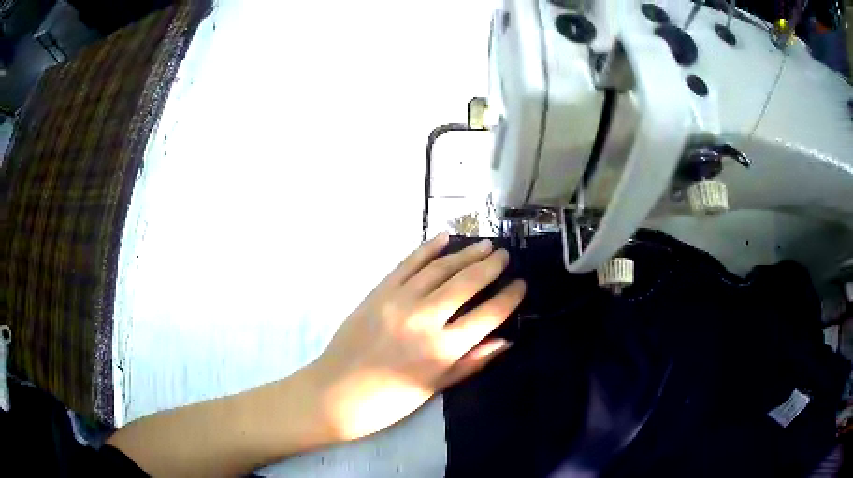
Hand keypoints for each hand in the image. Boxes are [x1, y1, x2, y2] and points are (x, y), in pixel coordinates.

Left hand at [309, 233, 525, 440]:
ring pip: (440, 268)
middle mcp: (425, 319)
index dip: (509, 297)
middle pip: (466, 283)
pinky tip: (444, 239)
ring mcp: (399, 301)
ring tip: (483, 245)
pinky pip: (407, 264)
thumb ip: (471, 362)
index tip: (520, 284)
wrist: (336, 393)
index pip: (488, 315)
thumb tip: (505, 340)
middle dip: (490, 266)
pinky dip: (426, 249)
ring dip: (465, 254)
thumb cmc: (389, 401)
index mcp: (443, 349)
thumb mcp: (435, 387)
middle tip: (504, 255)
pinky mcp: (378, 292)